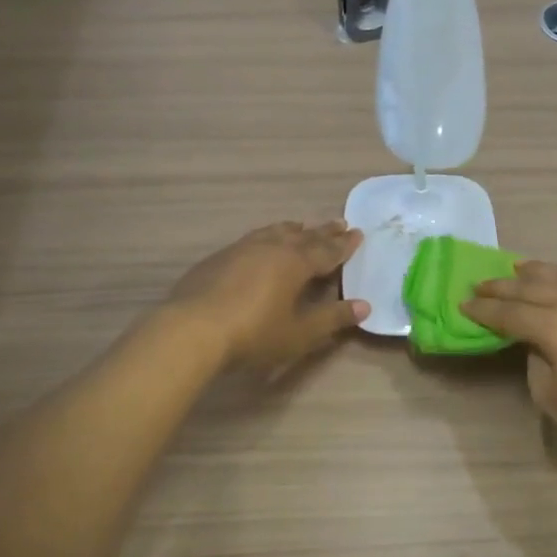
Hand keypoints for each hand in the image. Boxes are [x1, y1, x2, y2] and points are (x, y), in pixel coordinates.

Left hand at [167, 221, 368, 371]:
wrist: (192, 330)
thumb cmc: (254, 333)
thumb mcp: (300, 332)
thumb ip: (332, 318)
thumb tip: (364, 306)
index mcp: (295, 263)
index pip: (327, 250)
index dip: (344, 245)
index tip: (358, 234)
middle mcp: (271, 248)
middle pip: (303, 237)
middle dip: (323, 232)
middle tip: (340, 223)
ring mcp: (242, 249)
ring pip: (274, 232)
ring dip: (293, 230)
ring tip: (301, 227)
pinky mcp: (218, 258)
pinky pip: (252, 239)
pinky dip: (267, 237)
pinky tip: (261, 244)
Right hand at [463, 261, 556, 463]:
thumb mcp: (550, 395)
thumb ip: (534, 358)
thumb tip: (535, 340)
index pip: (510, 313)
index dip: (484, 310)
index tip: (463, 305)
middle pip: (530, 288)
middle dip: (501, 287)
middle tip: (478, 285)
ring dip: (531, 274)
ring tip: (513, 270)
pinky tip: (554, 278)